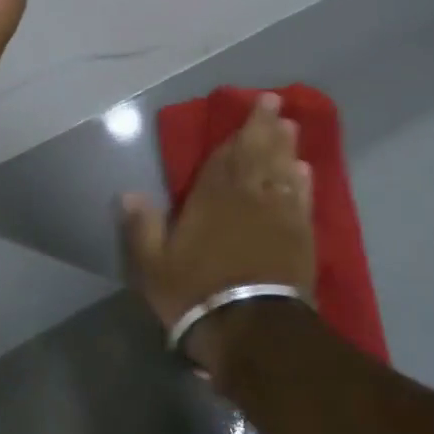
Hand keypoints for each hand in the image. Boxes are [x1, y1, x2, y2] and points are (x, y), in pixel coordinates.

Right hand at [119, 94, 315, 379]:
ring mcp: (278, 215)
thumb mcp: (153, 265)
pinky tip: (306, 170)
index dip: (239, 130)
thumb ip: (141, 227)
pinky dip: (304, 182)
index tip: (252, 106)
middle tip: (276, 103)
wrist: (252, 330)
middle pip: (258, 154)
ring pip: (282, 170)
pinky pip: (301, 199)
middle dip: (266, 127)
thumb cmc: (197, 293)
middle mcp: (248, 196)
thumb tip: (127, 193)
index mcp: (212, 196)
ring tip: (291, 127)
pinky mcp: (300, 237)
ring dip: (286, 147)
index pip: (225, 155)